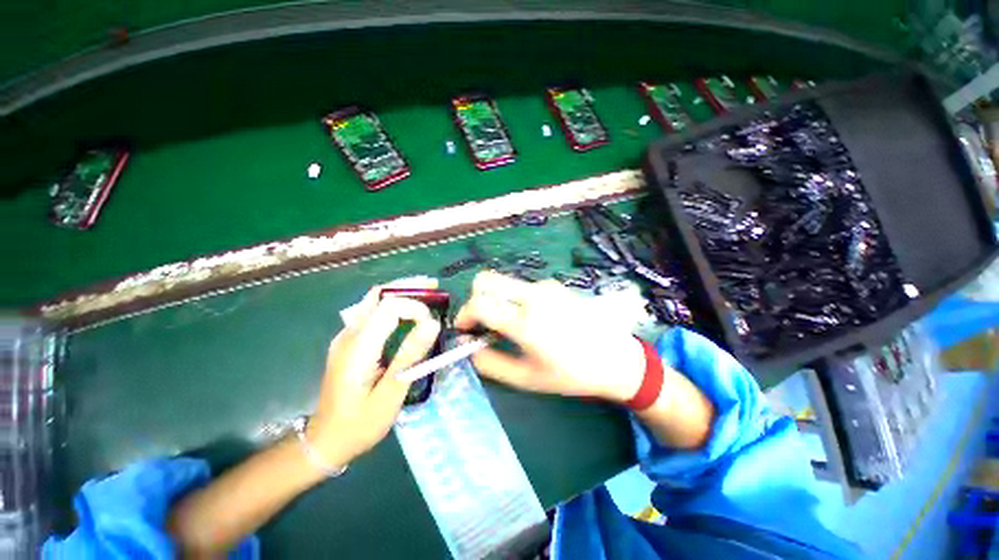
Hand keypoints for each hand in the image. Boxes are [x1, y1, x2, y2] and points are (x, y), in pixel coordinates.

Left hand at [308, 287, 440, 465]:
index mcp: (358, 346)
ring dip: (402, 292)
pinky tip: (409, 312)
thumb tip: (433, 323)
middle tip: (434, 286)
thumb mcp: (390, 394)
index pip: (389, 307)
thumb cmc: (360, 423)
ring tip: (427, 293)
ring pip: (374, 300)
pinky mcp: (350, 342)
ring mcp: (346, 336)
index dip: (415, 307)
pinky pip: (373, 312)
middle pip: (378, 294)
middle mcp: (349, 334)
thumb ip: (410, 356)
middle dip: (408, 286)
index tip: (432, 325)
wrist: (326, 441)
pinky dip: (394, 304)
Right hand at [455, 271, 645, 402]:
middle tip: (482, 322)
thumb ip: (490, 363)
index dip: (464, 315)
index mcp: (525, 322)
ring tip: (511, 326)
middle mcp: (533, 296)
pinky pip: (522, 287)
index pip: (479, 303)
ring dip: (497, 300)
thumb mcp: (526, 378)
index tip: (464, 329)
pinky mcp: (553, 285)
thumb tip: (467, 346)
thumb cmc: (571, 374)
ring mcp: (545, 287)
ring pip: (504, 283)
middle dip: (476, 299)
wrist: (615, 358)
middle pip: (486, 280)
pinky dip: (515, 300)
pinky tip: (532, 319)